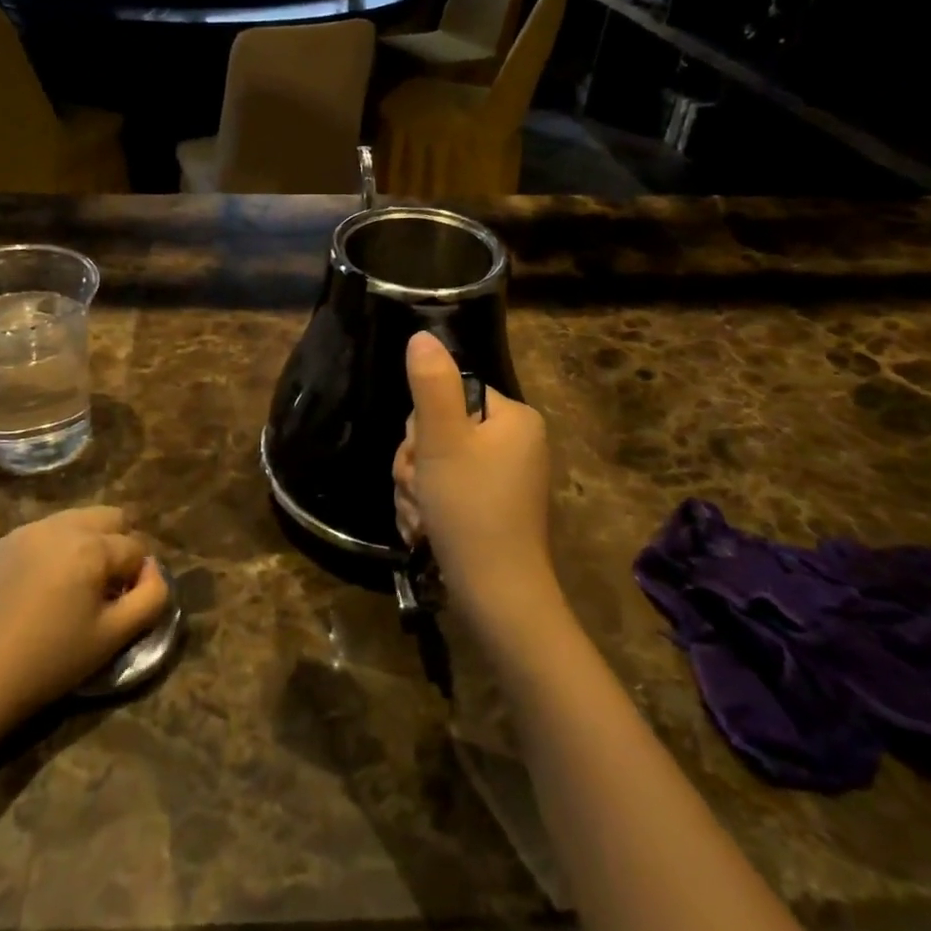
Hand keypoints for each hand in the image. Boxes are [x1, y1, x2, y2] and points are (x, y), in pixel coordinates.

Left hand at [0, 507, 168, 725]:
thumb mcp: (116, 635)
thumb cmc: (52, 660)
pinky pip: (47, 531)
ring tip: (75, 584)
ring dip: (89, 542)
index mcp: (91, 546)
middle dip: (118, 545)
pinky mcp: (4, 541)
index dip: (136, 578)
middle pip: (111, 517)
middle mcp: (61, 526)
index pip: (136, 547)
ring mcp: (29, 530)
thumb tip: (152, 569)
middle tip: (104, 586)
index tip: (121, 606)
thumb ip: (152, 596)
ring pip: (79, 519)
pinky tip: (43, 585)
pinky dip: (57, 548)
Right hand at [393, 332, 563, 651]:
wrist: (496, 596)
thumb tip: (422, 335)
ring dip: (416, 491)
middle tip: (421, 492)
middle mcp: (514, 443)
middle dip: (417, 465)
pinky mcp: (491, 508)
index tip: (423, 458)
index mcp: (513, 418)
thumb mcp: (443, 441)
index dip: (423, 428)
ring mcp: (504, 478)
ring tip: (423, 519)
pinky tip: (427, 531)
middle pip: (439, 431)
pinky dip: (429, 510)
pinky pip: (446, 492)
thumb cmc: (470, 510)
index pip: (448, 396)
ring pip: (435, 464)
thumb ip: (431, 385)